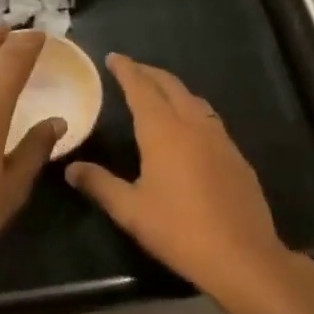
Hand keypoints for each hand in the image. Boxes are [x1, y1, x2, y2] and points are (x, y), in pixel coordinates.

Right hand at [68, 54, 285, 299]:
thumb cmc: (180, 230)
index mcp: (162, 131)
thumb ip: (100, 184)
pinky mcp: (236, 155)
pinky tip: (188, 126)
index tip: (113, 57)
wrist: (243, 256)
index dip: (126, 70)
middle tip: (131, 68)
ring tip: (157, 91)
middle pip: (169, 85)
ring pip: (192, 99)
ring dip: (172, 88)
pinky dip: (191, 108)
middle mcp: (192, 124)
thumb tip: (71, 169)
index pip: (141, 88)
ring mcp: (219, 138)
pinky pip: (208, 118)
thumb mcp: (130, 211)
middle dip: (149, 72)